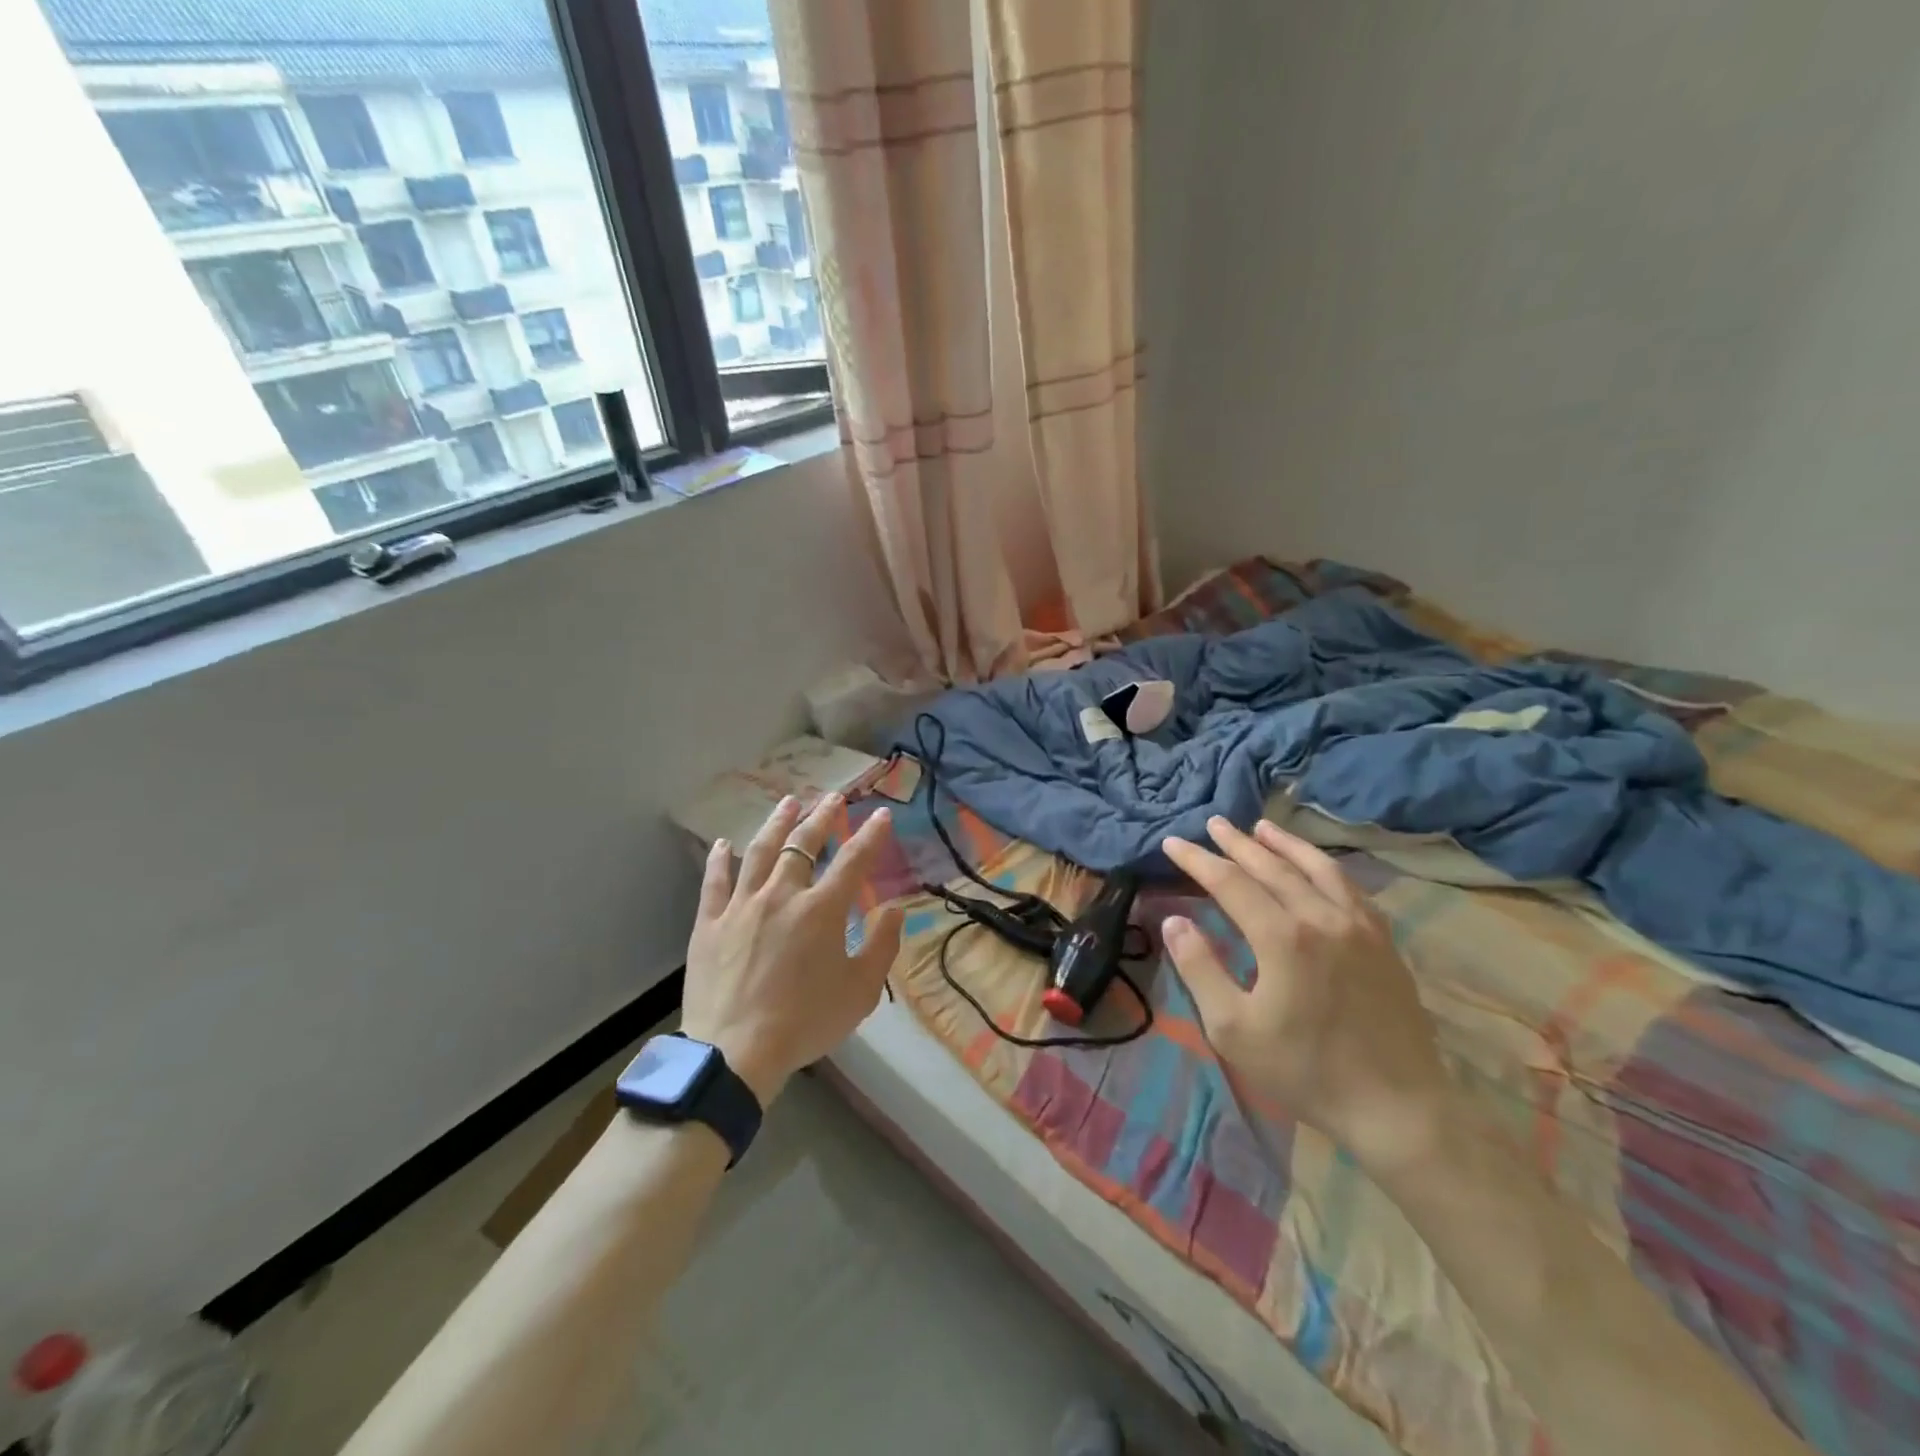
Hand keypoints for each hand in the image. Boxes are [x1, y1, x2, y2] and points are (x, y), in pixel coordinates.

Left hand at [680, 794, 903, 1106]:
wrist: (734, 1052)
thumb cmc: (805, 1022)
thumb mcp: (860, 992)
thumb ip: (881, 946)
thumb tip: (893, 910)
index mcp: (821, 910)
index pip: (853, 860)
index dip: (871, 834)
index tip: (882, 814)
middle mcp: (782, 895)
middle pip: (804, 844)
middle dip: (822, 817)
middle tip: (833, 798)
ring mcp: (742, 905)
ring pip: (760, 852)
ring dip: (778, 823)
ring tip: (788, 802)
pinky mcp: (710, 923)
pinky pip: (715, 881)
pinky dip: (720, 860)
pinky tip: (725, 844)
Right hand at [1161, 817, 1453, 1177]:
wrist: (1397, 1108)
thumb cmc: (1305, 1070)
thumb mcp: (1233, 1029)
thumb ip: (1200, 969)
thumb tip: (1175, 921)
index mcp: (1282, 936)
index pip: (1230, 882)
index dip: (1197, 860)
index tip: (1172, 842)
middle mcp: (1321, 917)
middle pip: (1272, 867)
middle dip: (1237, 843)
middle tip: (1213, 823)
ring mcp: (1359, 926)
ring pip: (1317, 868)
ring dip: (1285, 844)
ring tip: (1262, 827)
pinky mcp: (1384, 942)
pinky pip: (1350, 888)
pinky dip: (1325, 867)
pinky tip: (1317, 867)